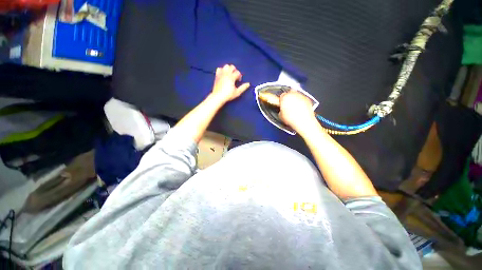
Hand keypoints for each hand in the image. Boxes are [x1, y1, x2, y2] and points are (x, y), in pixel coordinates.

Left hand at [210, 64, 249, 103]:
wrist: (218, 96)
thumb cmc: (228, 95)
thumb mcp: (237, 92)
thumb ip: (243, 87)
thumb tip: (248, 84)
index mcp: (232, 77)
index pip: (238, 72)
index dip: (240, 76)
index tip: (239, 81)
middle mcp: (226, 73)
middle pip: (232, 66)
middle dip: (235, 70)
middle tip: (235, 76)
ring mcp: (221, 74)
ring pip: (226, 66)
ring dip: (229, 69)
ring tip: (229, 75)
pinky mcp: (217, 75)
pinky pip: (219, 68)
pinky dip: (222, 70)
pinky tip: (223, 75)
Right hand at [279, 91, 317, 133]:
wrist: (303, 121)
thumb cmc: (291, 119)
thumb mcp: (280, 116)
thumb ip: (281, 110)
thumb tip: (282, 110)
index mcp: (284, 97)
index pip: (282, 96)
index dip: (282, 100)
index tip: (282, 104)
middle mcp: (293, 94)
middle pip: (290, 93)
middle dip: (289, 97)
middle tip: (288, 105)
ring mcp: (301, 96)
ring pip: (297, 95)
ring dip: (295, 99)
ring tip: (295, 107)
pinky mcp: (307, 99)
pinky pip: (303, 99)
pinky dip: (302, 102)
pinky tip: (301, 109)